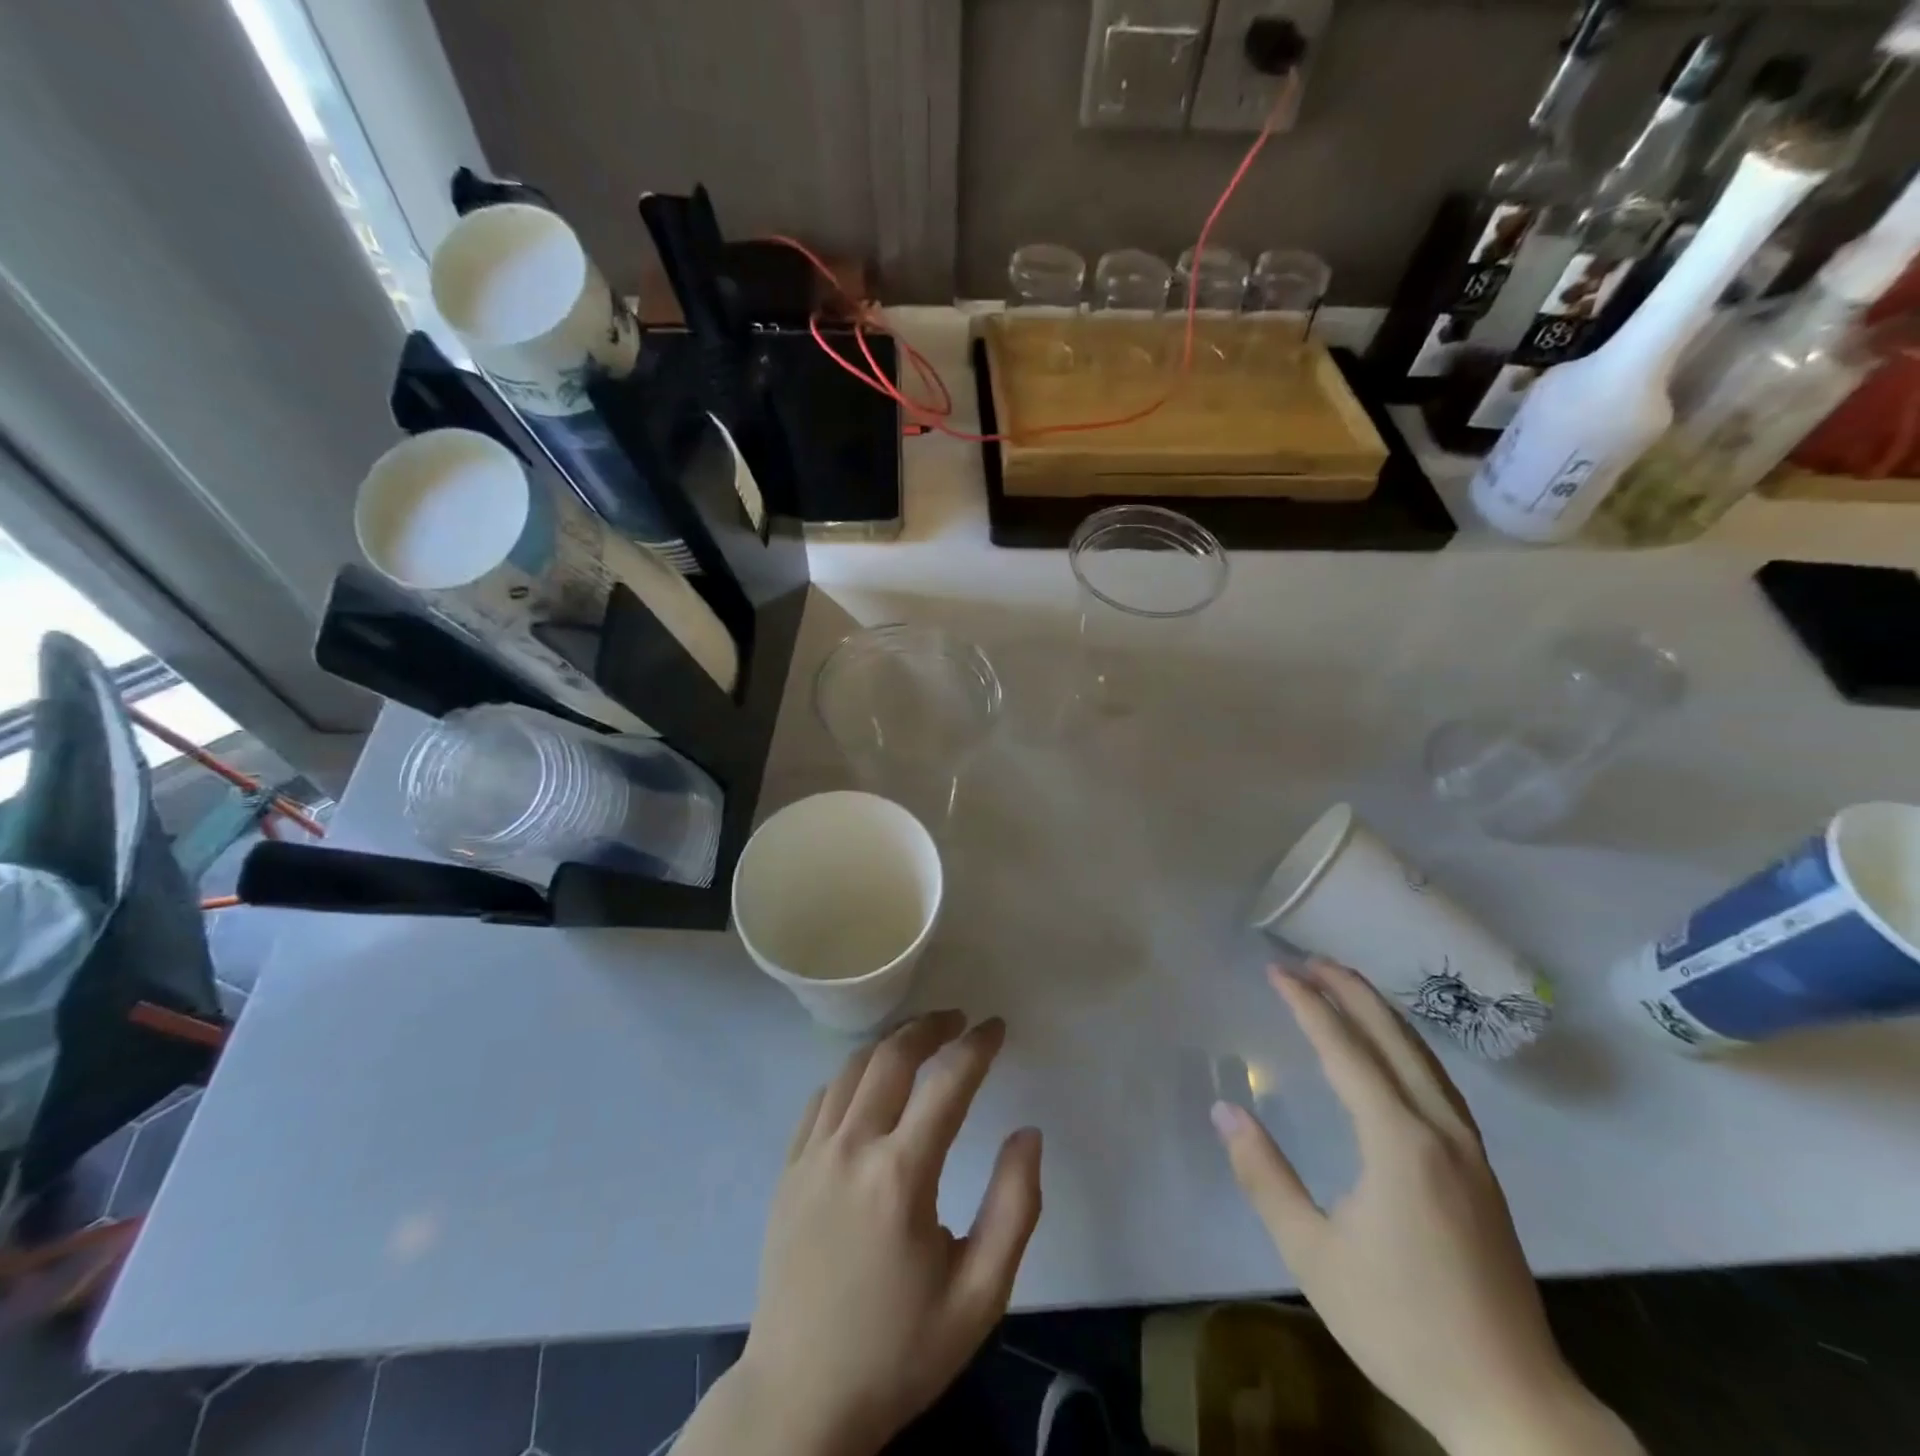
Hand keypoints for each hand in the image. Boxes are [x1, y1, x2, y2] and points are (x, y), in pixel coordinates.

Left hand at [678, 1012, 1041, 1455]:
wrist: (801, 1400)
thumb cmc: (899, 1350)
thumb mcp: (979, 1296)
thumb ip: (1015, 1209)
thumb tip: (1027, 1134)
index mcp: (901, 1176)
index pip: (947, 1082)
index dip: (977, 1046)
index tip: (997, 1027)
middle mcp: (851, 1149)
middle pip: (892, 1056)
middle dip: (929, 1026)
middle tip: (957, 1019)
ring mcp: (812, 1156)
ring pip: (852, 1068)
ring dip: (890, 1043)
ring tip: (920, 1039)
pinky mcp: (788, 1170)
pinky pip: (822, 1099)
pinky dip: (852, 1075)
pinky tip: (869, 1084)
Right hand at [1212, 960, 1639, 1455]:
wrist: (1512, 1404)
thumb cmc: (1401, 1325)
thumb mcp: (1313, 1254)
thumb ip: (1264, 1175)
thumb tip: (1225, 1110)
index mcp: (1400, 1143)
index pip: (1346, 1051)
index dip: (1309, 1005)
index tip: (1277, 971)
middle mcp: (1440, 1132)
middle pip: (1395, 1040)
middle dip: (1352, 992)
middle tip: (1312, 960)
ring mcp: (1470, 1152)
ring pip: (1425, 1059)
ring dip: (1384, 1015)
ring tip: (1348, 986)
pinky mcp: (1482, 1173)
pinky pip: (1440, 1084)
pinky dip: (1409, 1048)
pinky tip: (1395, 1053)